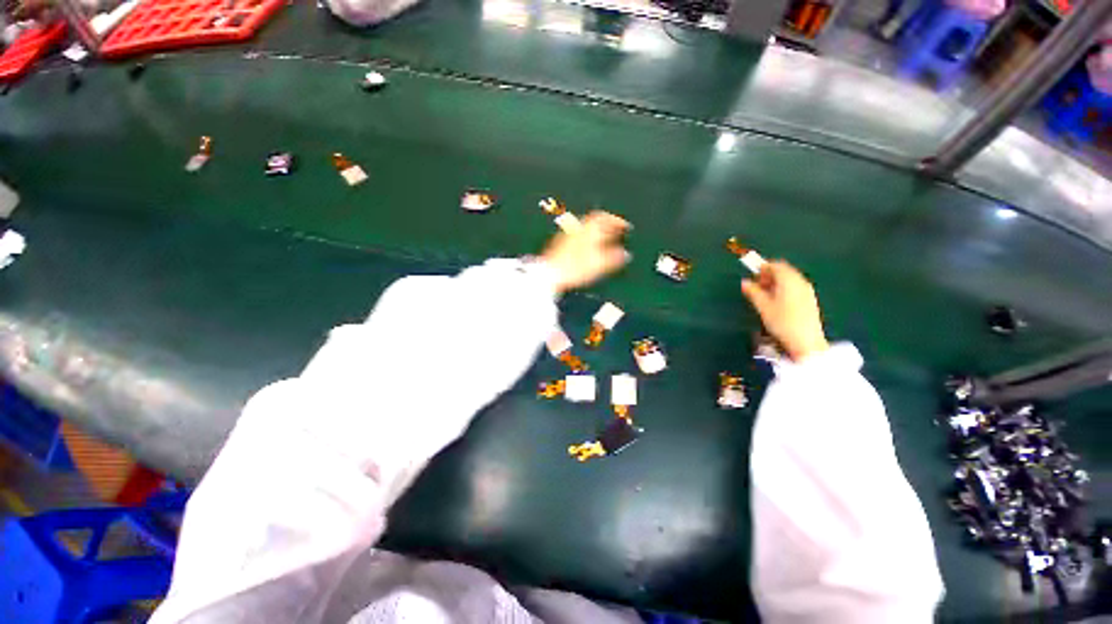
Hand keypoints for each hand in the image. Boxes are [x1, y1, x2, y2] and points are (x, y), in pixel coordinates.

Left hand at [541, 211, 630, 293]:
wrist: (550, 273)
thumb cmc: (574, 267)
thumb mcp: (600, 264)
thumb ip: (614, 258)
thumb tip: (626, 255)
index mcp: (589, 229)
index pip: (605, 218)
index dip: (617, 221)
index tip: (626, 226)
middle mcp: (577, 228)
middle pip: (594, 221)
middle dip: (607, 225)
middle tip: (615, 231)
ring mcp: (567, 235)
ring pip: (585, 228)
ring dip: (596, 231)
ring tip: (604, 240)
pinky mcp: (560, 244)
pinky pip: (577, 235)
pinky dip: (587, 238)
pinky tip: (587, 249)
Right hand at [741, 261, 829, 361]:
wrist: (806, 341)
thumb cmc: (782, 322)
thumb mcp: (763, 307)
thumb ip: (753, 292)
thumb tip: (745, 282)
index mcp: (789, 280)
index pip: (776, 265)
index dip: (762, 268)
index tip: (752, 276)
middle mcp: (800, 282)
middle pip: (784, 270)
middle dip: (769, 275)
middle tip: (756, 286)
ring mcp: (807, 290)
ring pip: (790, 279)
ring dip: (776, 282)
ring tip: (764, 295)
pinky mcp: (809, 299)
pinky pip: (795, 287)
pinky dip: (784, 288)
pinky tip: (776, 301)